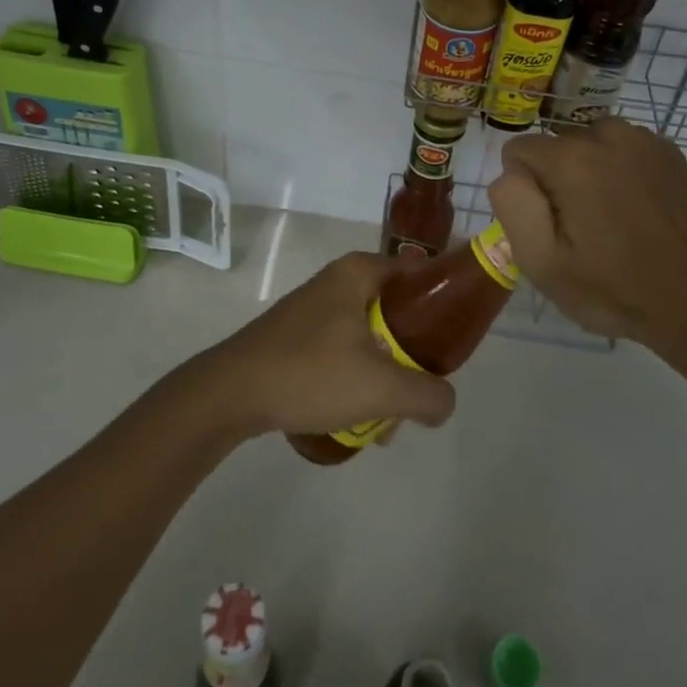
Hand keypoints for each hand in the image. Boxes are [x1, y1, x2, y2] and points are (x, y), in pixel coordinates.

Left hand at [197, 252, 457, 439]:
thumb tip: (446, 402)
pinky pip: (343, 347)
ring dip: (385, 370)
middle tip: (422, 384)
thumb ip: (427, 394)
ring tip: (388, 414)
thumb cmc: (310, 373)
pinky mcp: (297, 333)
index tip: (456, 337)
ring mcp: (314, 306)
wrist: (230, 393)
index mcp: (360, 272)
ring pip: (370, 333)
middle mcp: (338, 279)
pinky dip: (357, 374)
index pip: (420, 272)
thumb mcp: (381, 387)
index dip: (443, 301)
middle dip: (413, 350)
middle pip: (396, 308)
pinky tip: (354, 413)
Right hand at [489, 117, 686, 357]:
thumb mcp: (544, 263)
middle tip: (582, 231)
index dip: (525, 191)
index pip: (518, 151)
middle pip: (556, 147)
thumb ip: (513, 206)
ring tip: (612, 221)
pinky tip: (638, 211)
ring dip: (589, 173)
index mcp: (571, 159)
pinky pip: (623, 150)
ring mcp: (643, 139)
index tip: (549, 226)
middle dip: (557, 180)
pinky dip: (620, 172)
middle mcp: (606, 134)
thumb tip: (511, 173)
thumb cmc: (616, 289)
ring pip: (589, 145)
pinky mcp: (670, 152)